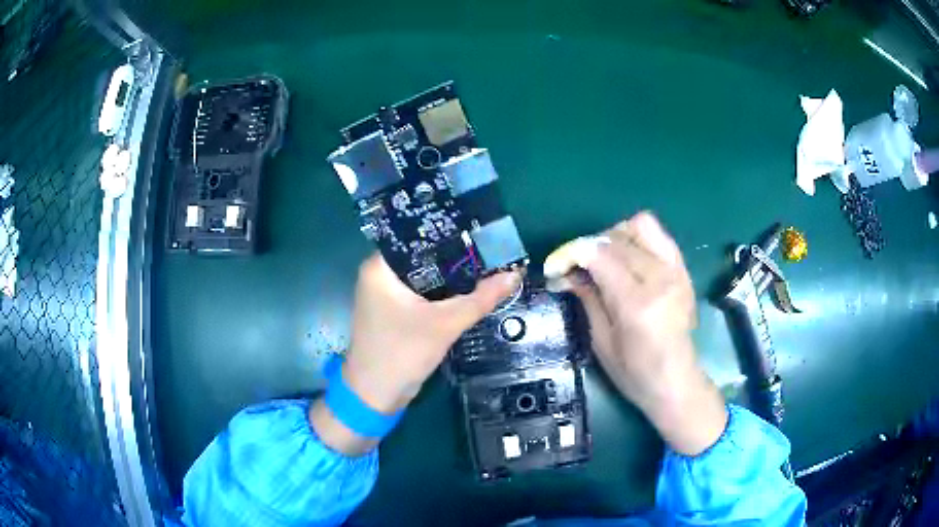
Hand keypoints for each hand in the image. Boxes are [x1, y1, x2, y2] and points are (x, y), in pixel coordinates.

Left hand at [311, 253, 520, 453]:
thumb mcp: (445, 324)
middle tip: (492, 248)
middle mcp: (379, 274)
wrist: (375, 395)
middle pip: (424, 256)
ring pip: (425, 275)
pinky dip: (442, 292)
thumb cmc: (402, 353)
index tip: (483, 230)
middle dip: (457, 255)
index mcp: (380, 267)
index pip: (419, 236)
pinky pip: (422, 292)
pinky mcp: (393, 310)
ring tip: (487, 263)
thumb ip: (481, 298)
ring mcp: (385, 293)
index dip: (451, 233)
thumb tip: (514, 273)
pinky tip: (469, 288)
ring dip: (452, 275)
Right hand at [544, 212, 726, 454]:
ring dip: (614, 237)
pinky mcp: (683, 270)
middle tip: (574, 268)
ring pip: (639, 226)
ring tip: (603, 259)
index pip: (599, 255)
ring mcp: (676, 271)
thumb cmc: (635, 373)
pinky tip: (627, 258)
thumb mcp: (601, 341)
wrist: (677, 382)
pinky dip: (637, 238)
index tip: (554, 267)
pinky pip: (658, 235)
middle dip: (586, 247)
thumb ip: (586, 298)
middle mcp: (660, 279)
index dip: (571, 253)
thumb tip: (564, 273)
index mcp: (637, 304)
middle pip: (616, 239)